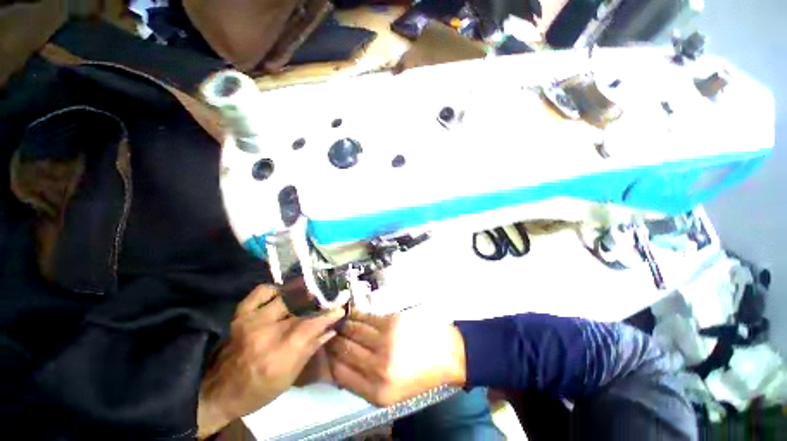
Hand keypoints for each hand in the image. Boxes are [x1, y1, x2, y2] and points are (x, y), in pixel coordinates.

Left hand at [197, 285, 343, 437]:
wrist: (219, 391)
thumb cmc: (259, 390)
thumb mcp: (290, 377)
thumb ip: (312, 347)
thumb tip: (332, 328)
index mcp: (278, 354)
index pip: (311, 324)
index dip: (328, 314)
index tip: (340, 307)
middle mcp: (265, 332)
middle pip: (300, 306)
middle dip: (318, 300)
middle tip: (329, 298)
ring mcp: (251, 319)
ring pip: (284, 294)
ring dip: (301, 292)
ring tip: (310, 293)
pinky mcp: (241, 313)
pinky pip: (262, 291)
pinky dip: (276, 290)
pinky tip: (283, 295)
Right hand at [326, 311, 465, 406]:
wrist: (448, 354)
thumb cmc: (419, 375)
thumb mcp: (391, 393)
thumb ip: (364, 383)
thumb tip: (339, 366)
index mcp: (376, 392)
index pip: (339, 373)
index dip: (329, 359)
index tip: (326, 349)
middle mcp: (378, 367)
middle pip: (343, 349)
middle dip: (333, 339)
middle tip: (329, 331)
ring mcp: (385, 342)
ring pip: (353, 330)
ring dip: (343, 325)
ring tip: (339, 320)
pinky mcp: (392, 322)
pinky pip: (367, 317)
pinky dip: (357, 315)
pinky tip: (353, 314)